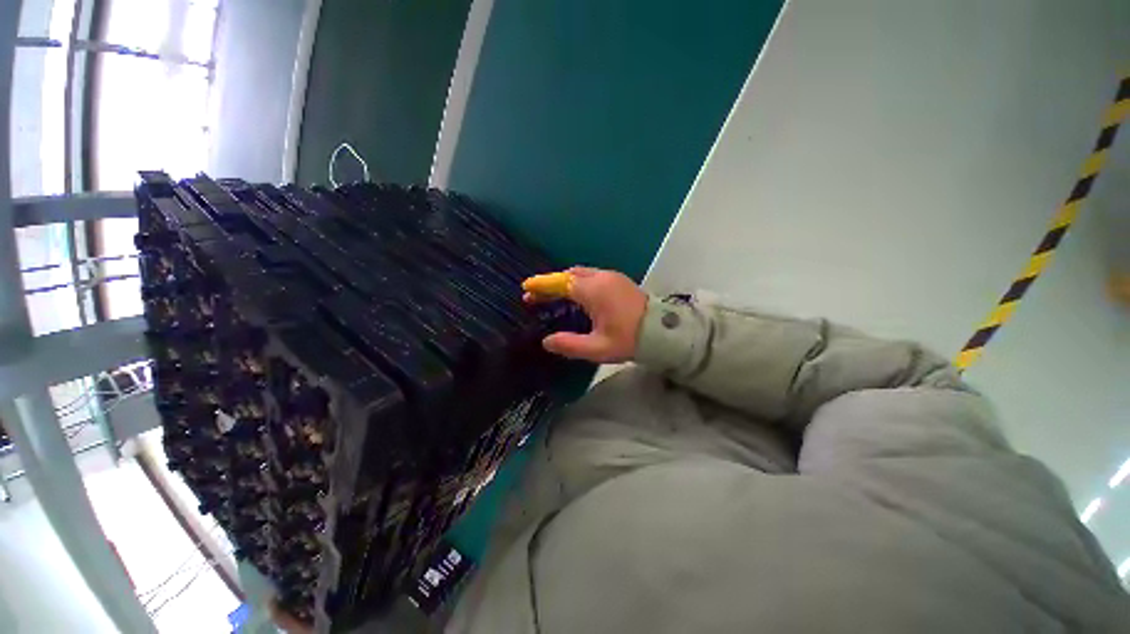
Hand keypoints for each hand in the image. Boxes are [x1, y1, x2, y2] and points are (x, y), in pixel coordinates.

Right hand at [525, 267, 647, 362]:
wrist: (662, 331)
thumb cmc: (629, 339)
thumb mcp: (597, 348)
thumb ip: (569, 345)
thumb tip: (546, 341)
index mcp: (593, 291)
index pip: (560, 283)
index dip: (541, 286)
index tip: (526, 289)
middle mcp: (600, 277)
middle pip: (568, 275)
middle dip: (550, 284)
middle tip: (536, 297)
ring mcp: (611, 276)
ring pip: (580, 273)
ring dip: (564, 282)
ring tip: (553, 296)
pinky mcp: (619, 279)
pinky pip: (591, 275)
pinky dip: (578, 282)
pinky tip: (577, 294)